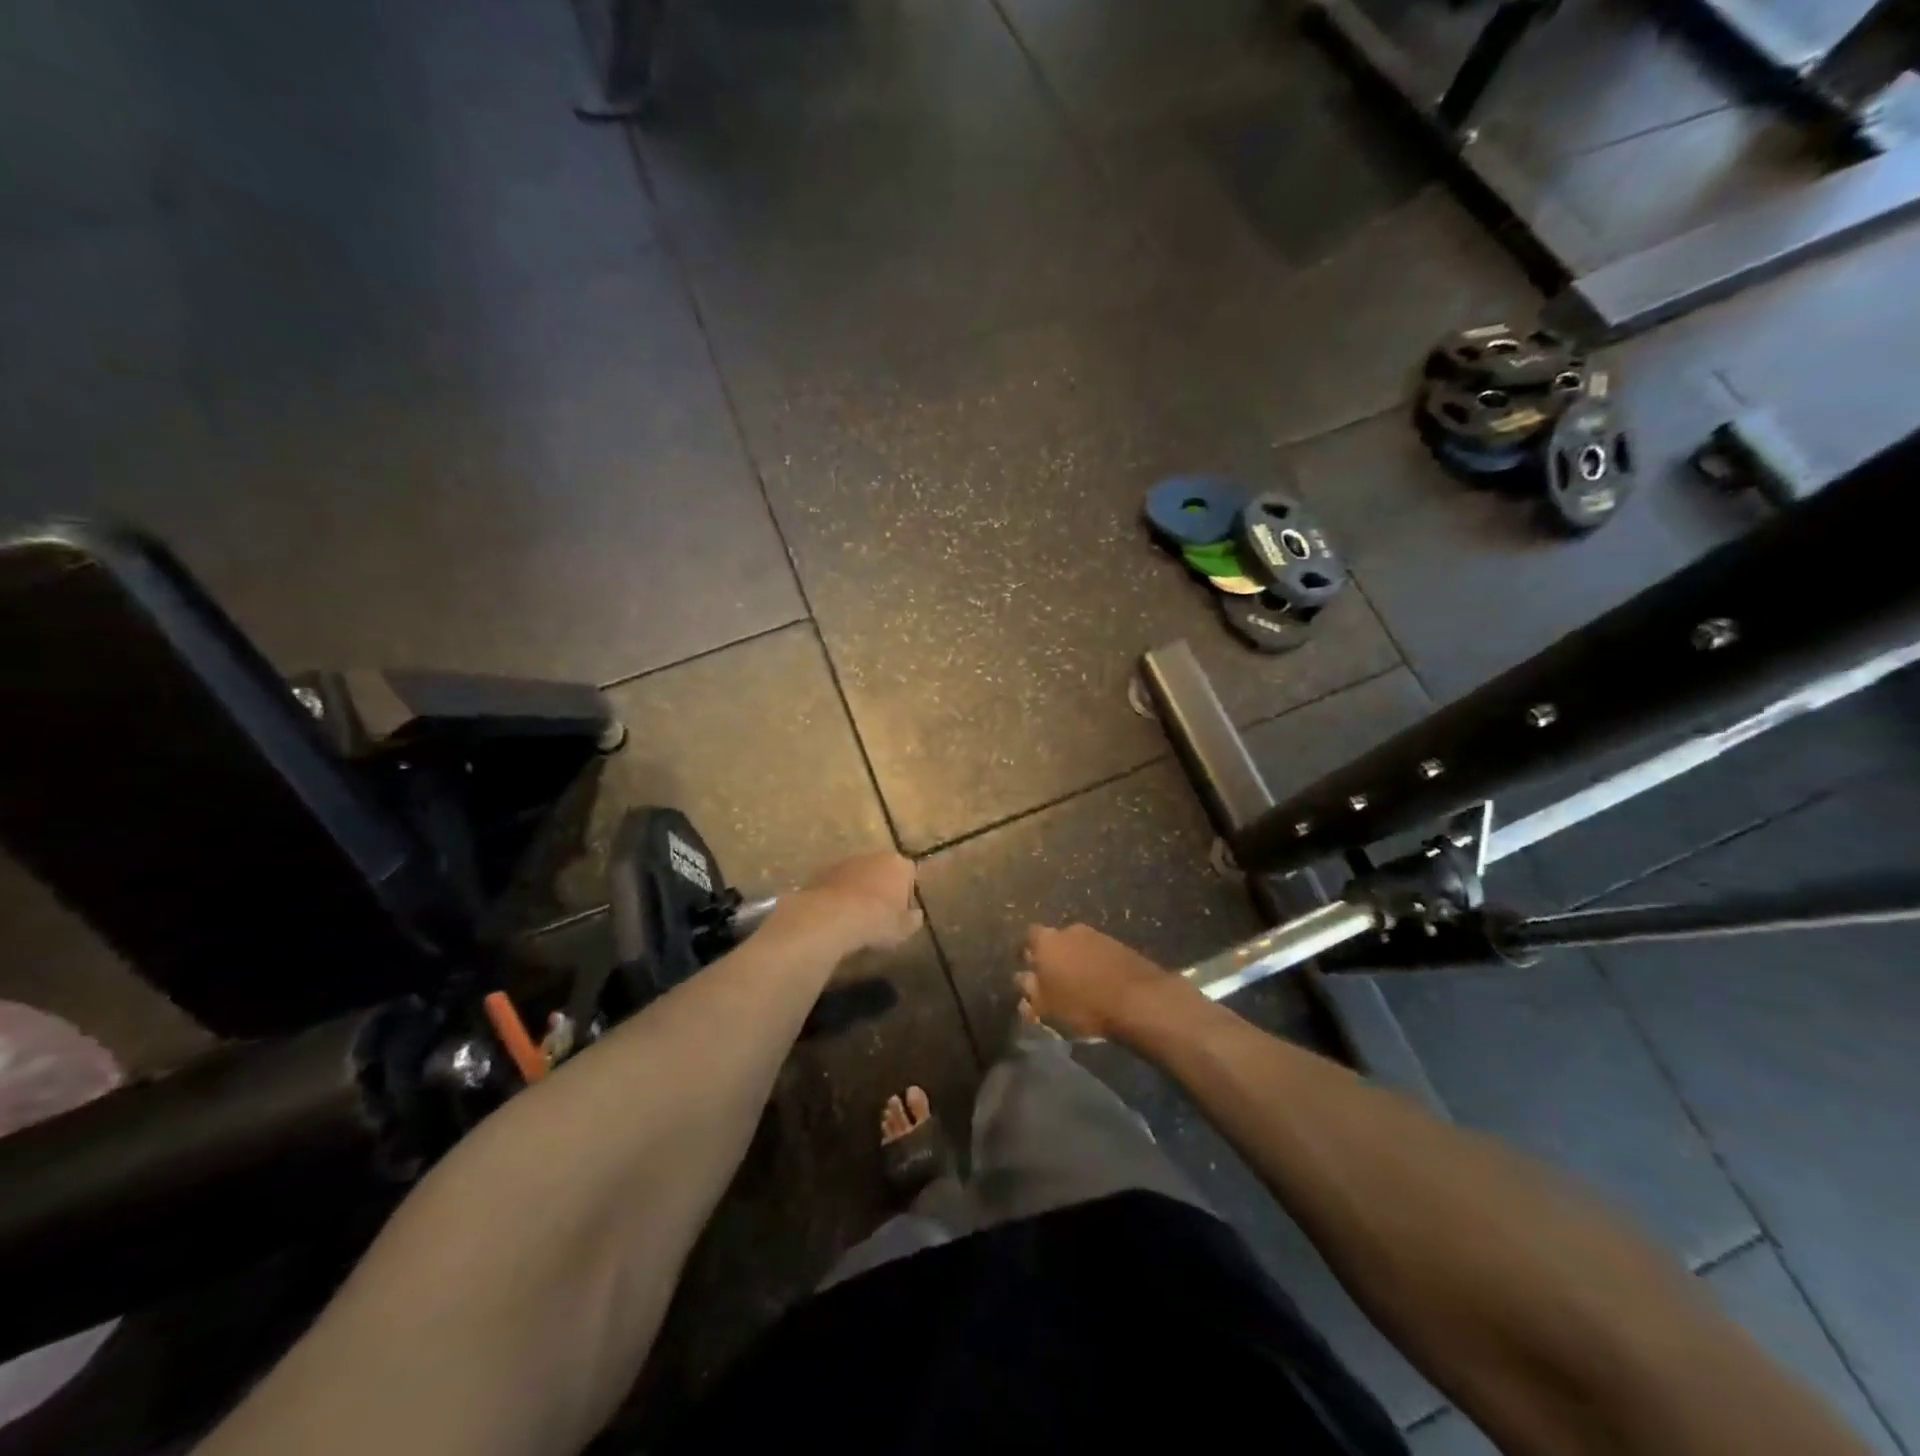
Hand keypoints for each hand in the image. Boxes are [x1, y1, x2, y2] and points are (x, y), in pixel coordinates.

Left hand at [767, 852, 921, 958]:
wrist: (833, 917)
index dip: (908, 891)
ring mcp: (846, 862)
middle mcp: (873, 856)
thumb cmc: (877, 920)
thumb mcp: (904, 928)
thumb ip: (913, 919)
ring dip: (860, 889)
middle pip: (883, 870)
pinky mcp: (824, 873)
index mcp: (898, 864)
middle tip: (881, 913)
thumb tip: (915, 915)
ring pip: (859, 875)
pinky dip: (840, 895)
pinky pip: (839, 884)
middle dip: (883, 887)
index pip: (910, 872)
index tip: (903, 910)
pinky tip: (838, 916)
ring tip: (857, 917)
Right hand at [1015, 924, 1180, 1041]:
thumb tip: (1022, 980)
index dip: (1027, 952)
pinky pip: (1097, 953)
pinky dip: (1094, 965)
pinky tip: (1098, 984)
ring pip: (1077, 946)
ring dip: (1075, 961)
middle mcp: (1069, 931)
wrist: (1138, 999)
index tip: (1028, 969)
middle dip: (1052, 957)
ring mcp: (1097, 935)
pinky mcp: (1119, 945)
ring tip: (1077, 985)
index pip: (1028, 937)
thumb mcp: (1047, 1008)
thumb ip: (1030, 992)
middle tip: (1053, 980)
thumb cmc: (1083, 1005)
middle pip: (1054, 940)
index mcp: (1046, 942)